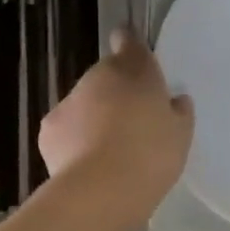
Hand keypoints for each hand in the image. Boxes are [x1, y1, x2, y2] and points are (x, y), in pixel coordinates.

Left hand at [38, 29, 193, 218]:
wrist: (102, 189)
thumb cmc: (151, 154)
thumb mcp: (181, 134)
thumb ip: (179, 112)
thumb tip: (175, 101)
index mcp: (135, 69)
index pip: (129, 41)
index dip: (130, 45)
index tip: (133, 57)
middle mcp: (99, 76)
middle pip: (107, 76)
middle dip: (116, 92)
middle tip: (133, 122)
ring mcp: (70, 100)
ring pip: (85, 102)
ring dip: (94, 116)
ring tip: (109, 150)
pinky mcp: (48, 128)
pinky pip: (66, 127)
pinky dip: (74, 139)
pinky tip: (87, 163)